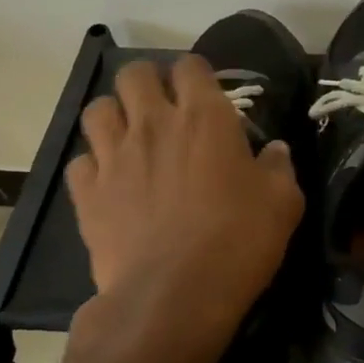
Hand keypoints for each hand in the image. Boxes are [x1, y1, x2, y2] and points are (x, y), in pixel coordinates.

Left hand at [65, 56, 302, 362]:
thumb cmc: (238, 241)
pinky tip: (110, 182)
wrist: (174, 296)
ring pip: (98, 109)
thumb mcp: (283, 203)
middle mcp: (153, 123)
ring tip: (130, 137)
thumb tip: (275, 151)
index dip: (196, 73)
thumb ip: (279, 168)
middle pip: (134, 74)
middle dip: (148, 82)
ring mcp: (113, 156)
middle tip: (164, 108)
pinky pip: (80, 161)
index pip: (190, 66)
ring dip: (115, 116)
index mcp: (204, 117)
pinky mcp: (87, 192)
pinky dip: (93, 165)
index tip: (205, 93)